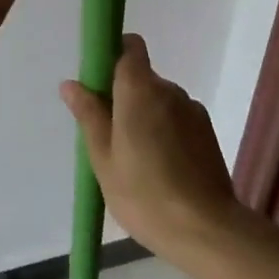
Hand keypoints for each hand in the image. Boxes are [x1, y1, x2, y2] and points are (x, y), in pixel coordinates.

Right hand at [59, 34, 241, 261]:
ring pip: (160, 101)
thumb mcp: (103, 158)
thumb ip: (89, 115)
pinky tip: (162, 169)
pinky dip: (167, 133)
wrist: (206, 231)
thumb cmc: (144, 193)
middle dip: (125, 97)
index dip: (114, 54)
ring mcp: (192, 111)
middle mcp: (169, 90)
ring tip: (138, 160)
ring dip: (147, 117)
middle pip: (142, 78)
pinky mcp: (208, 133)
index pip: (130, 47)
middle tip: (111, 137)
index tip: (100, 82)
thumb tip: (71, 84)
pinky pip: (178, 120)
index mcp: (139, 89)